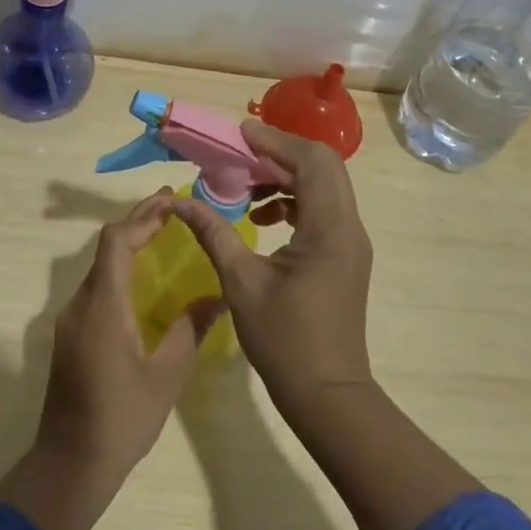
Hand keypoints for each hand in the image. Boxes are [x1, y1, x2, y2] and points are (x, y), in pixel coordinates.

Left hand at [0, 189, 224, 529]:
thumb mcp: (166, 375)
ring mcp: (71, 319)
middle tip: (172, 207)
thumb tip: (218, 297)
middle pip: (106, 247)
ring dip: (128, 243)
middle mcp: (81, 302)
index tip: (171, 201)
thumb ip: (189, 329)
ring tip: (162, 232)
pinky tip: (142, 277)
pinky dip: (120, 268)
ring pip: (100, 265)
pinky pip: (96, 286)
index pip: (117, 241)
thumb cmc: (121, 419)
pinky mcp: (70, 334)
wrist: (69, 465)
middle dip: (138, 222)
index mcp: (103, 305)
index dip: (142, 216)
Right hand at [170, 122, 374, 414]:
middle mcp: (348, 226)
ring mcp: (351, 242)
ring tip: (246, 189)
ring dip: (287, 177)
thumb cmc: (284, 340)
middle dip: (281, 153)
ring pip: (324, 186)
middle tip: (241, 154)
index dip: (275, 141)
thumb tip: (179, 202)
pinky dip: (295, 201)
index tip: (239, 134)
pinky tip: (263, 218)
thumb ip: (213, 232)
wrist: (327, 396)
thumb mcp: (240, 282)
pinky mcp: (345, 256)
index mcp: (328, 228)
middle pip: (323, 165)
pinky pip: (323, 209)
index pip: (310, 161)